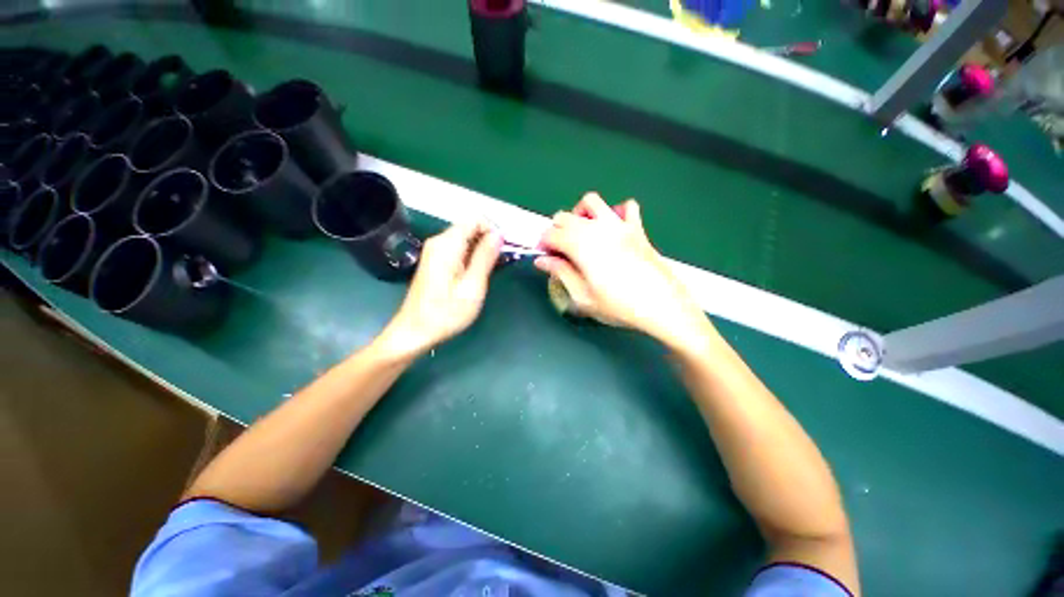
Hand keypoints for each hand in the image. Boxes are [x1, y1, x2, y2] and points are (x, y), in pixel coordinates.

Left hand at [379, 222, 500, 357]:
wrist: (415, 332)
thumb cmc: (446, 312)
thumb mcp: (473, 286)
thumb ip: (485, 257)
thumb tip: (499, 234)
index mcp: (447, 244)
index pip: (475, 220)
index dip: (494, 231)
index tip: (505, 250)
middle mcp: (439, 242)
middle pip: (470, 229)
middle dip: (489, 242)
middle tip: (502, 264)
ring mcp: (435, 253)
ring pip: (466, 241)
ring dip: (483, 251)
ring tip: (493, 272)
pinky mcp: (435, 263)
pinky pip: (459, 251)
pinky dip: (472, 258)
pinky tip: (479, 276)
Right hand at [535, 192, 709, 347]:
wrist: (661, 305)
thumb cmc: (618, 305)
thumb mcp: (582, 296)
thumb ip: (560, 273)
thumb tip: (542, 260)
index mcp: (580, 244)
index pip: (551, 234)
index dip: (543, 245)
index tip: (545, 259)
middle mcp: (596, 228)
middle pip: (565, 216)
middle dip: (556, 231)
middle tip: (559, 251)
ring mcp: (618, 224)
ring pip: (591, 202)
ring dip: (579, 214)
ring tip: (581, 233)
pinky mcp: (637, 228)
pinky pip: (626, 207)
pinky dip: (615, 212)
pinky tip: (613, 228)